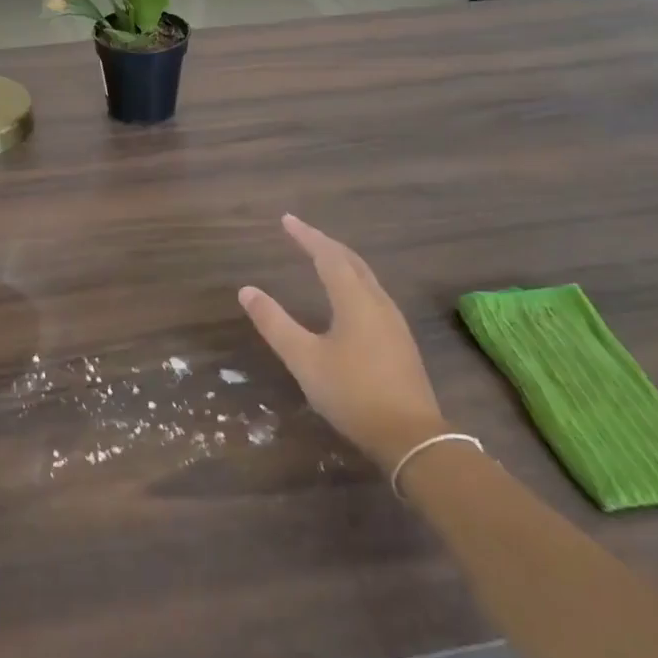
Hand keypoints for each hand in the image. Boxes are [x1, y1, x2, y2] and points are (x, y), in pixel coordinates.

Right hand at [238, 215, 444, 472]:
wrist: (411, 437)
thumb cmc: (353, 393)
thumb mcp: (304, 359)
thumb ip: (275, 323)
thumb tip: (247, 290)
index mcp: (355, 300)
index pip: (328, 255)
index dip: (306, 235)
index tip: (286, 220)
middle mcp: (377, 302)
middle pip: (351, 261)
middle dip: (325, 243)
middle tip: (301, 233)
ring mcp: (393, 322)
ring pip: (366, 277)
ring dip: (341, 261)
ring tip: (321, 256)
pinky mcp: (400, 341)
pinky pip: (372, 294)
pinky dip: (353, 281)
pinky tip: (347, 297)